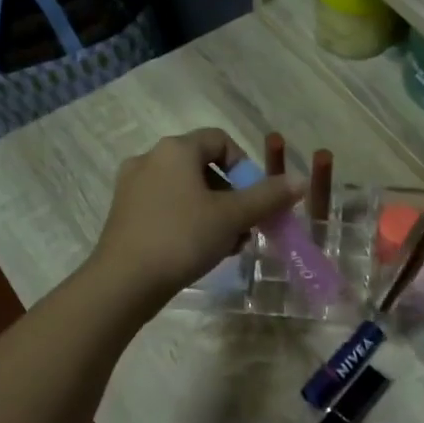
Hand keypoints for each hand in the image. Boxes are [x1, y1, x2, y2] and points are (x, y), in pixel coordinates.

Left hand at [88, 129, 299, 309]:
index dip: (246, 166)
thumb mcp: (232, 217)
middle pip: (203, 166)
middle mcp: (150, 159)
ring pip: (185, 190)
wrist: (123, 282)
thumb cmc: (182, 238)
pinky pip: (166, 207)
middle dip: (232, 195)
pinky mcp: (124, 214)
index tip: (256, 197)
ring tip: (227, 243)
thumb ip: (268, 197)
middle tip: (246, 225)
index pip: (220, 140)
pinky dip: (188, 221)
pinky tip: (200, 250)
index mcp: (175, 149)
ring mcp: (132, 187)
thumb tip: (299, 180)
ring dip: (213, 211)